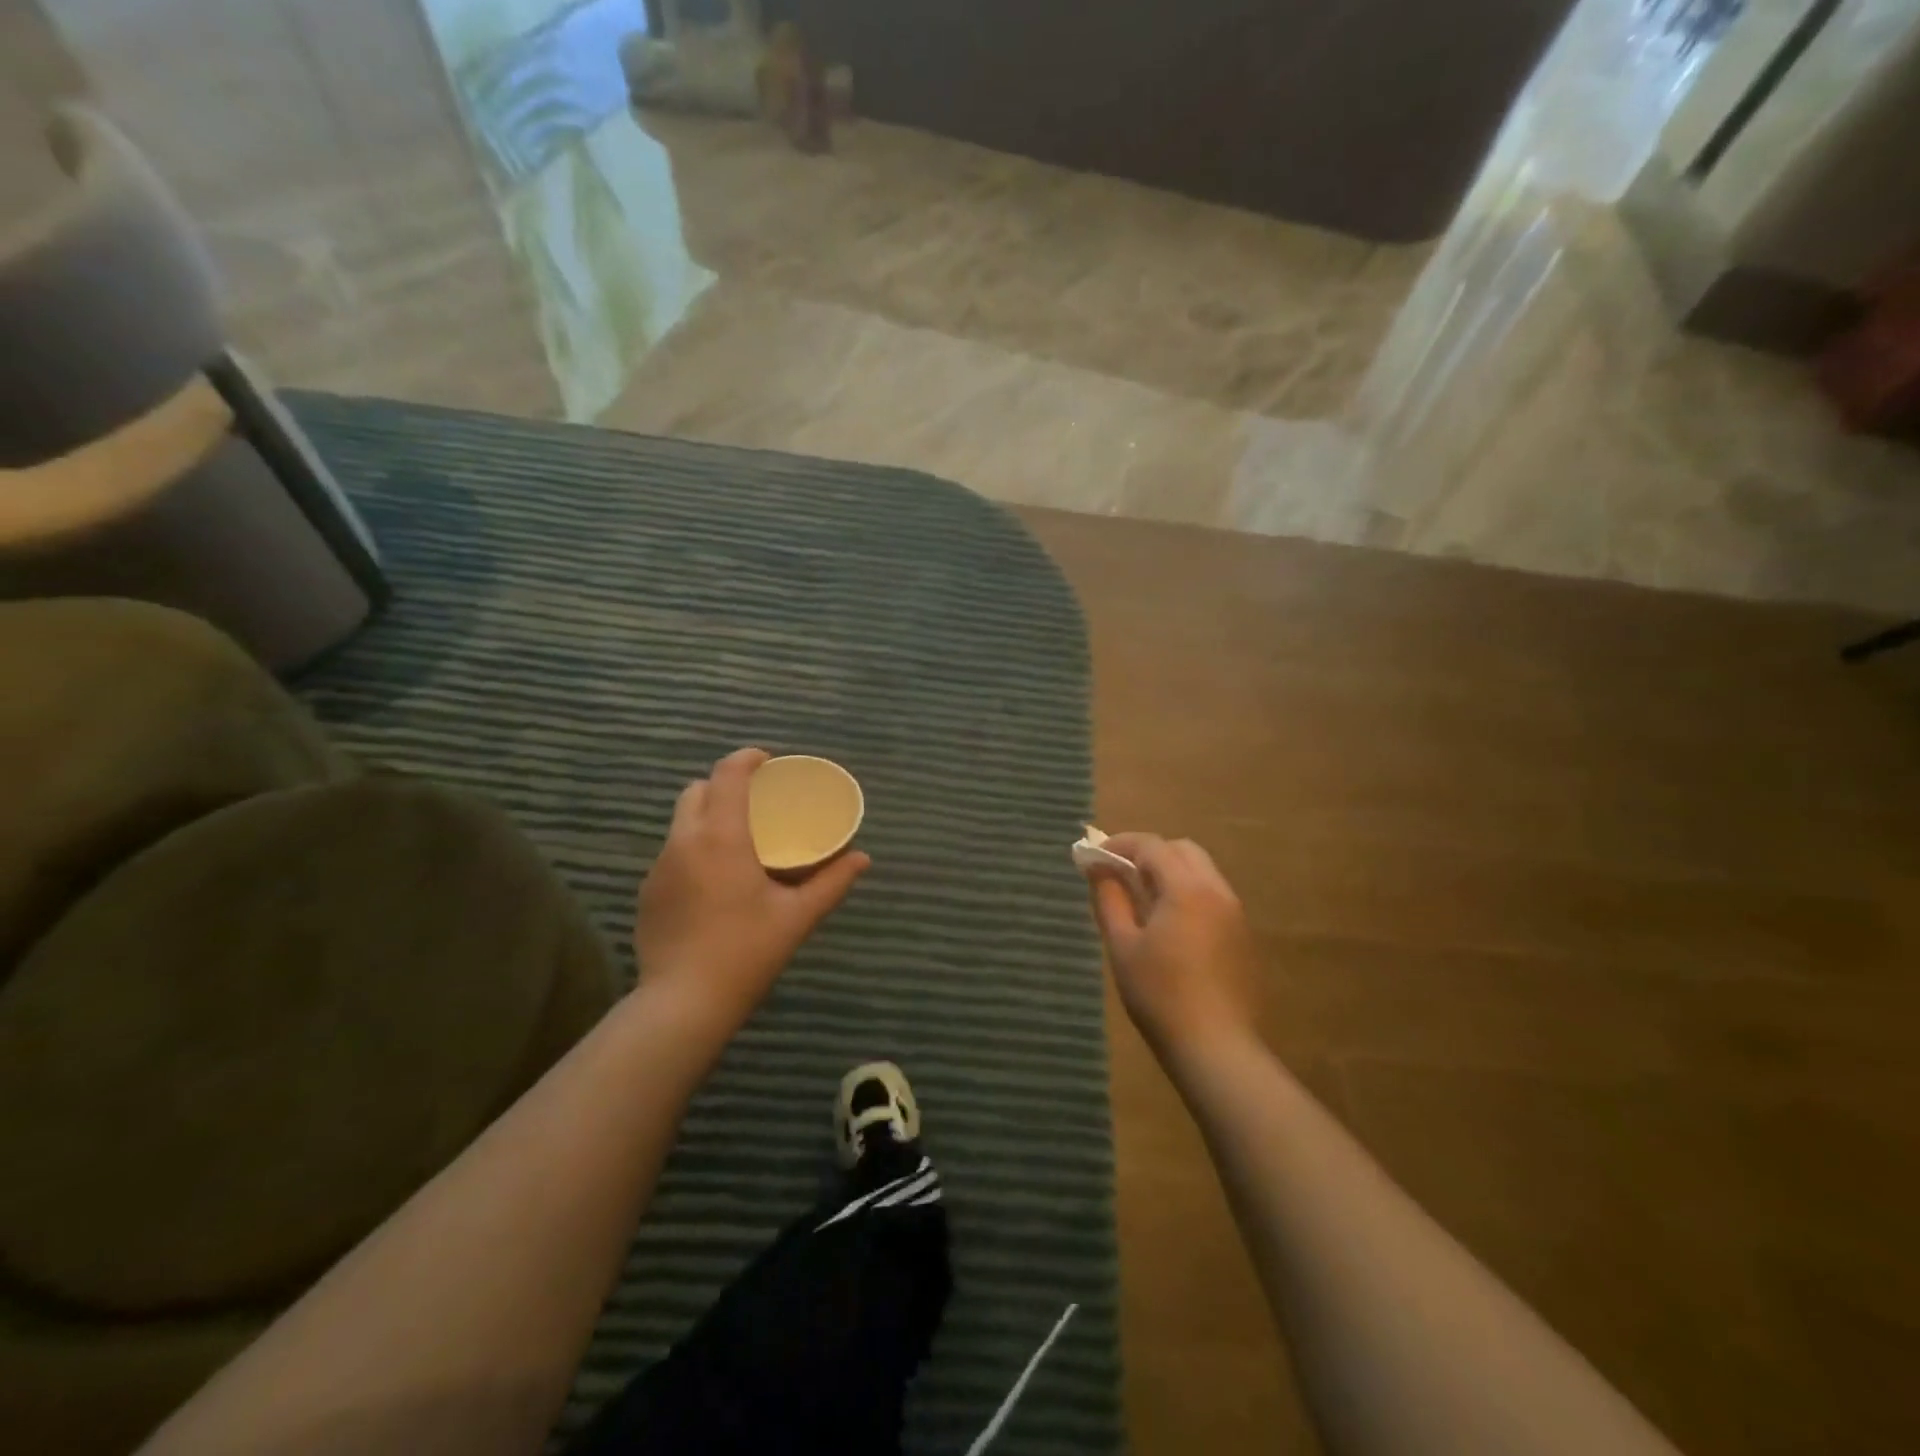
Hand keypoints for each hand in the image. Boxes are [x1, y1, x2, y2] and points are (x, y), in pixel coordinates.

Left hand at [635, 747, 869, 1031]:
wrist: (683, 1004)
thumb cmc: (746, 952)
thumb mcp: (797, 916)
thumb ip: (832, 882)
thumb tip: (862, 858)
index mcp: (721, 837)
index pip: (727, 774)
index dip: (747, 758)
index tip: (769, 763)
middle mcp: (683, 842)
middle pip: (697, 790)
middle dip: (724, 785)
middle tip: (756, 803)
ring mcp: (659, 868)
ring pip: (681, 822)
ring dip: (707, 817)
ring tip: (738, 841)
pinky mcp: (647, 893)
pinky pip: (672, 853)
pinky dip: (694, 849)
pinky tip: (713, 882)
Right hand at [1089, 833, 1259, 1058]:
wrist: (1216, 1048)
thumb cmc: (1160, 995)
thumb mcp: (1122, 946)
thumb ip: (1109, 899)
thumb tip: (1098, 868)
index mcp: (1187, 889)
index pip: (1152, 846)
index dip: (1120, 844)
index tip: (1095, 854)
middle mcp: (1217, 892)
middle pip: (1183, 851)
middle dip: (1149, 853)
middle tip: (1120, 873)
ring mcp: (1235, 914)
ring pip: (1202, 872)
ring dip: (1171, 872)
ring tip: (1142, 899)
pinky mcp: (1243, 937)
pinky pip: (1213, 897)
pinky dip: (1188, 893)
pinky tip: (1169, 925)